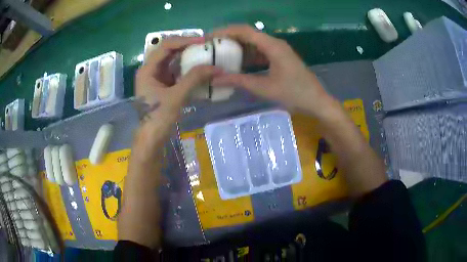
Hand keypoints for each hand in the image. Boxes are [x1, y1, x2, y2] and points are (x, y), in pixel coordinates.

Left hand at [135, 36, 219, 122]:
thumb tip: (216, 67)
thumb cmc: (159, 118)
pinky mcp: (162, 86)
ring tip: (204, 54)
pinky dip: (186, 69)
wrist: (152, 139)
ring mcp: (156, 78)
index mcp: (147, 69)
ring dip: (187, 57)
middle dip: (186, 47)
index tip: (203, 41)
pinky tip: (198, 70)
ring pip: (172, 61)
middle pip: (168, 51)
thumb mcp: (177, 97)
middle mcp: (150, 70)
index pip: (166, 46)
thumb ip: (194, 79)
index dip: (185, 40)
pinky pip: (175, 72)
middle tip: (205, 46)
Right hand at [211, 25, 333, 116]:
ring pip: (253, 43)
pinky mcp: (280, 57)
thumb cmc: (294, 94)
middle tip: (211, 47)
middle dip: (228, 39)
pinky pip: (260, 51)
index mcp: (272, 46)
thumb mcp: (264, 88)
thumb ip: (239, 81)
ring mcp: (278, 50)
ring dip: (238, 47)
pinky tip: (237, 64)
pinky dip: (248, 55)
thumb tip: (215, 79)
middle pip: (248, 34)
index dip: (224, 32)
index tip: (209, 38)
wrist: (316, 101)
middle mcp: (274, 43)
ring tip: (220, 55)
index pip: (244, 30)